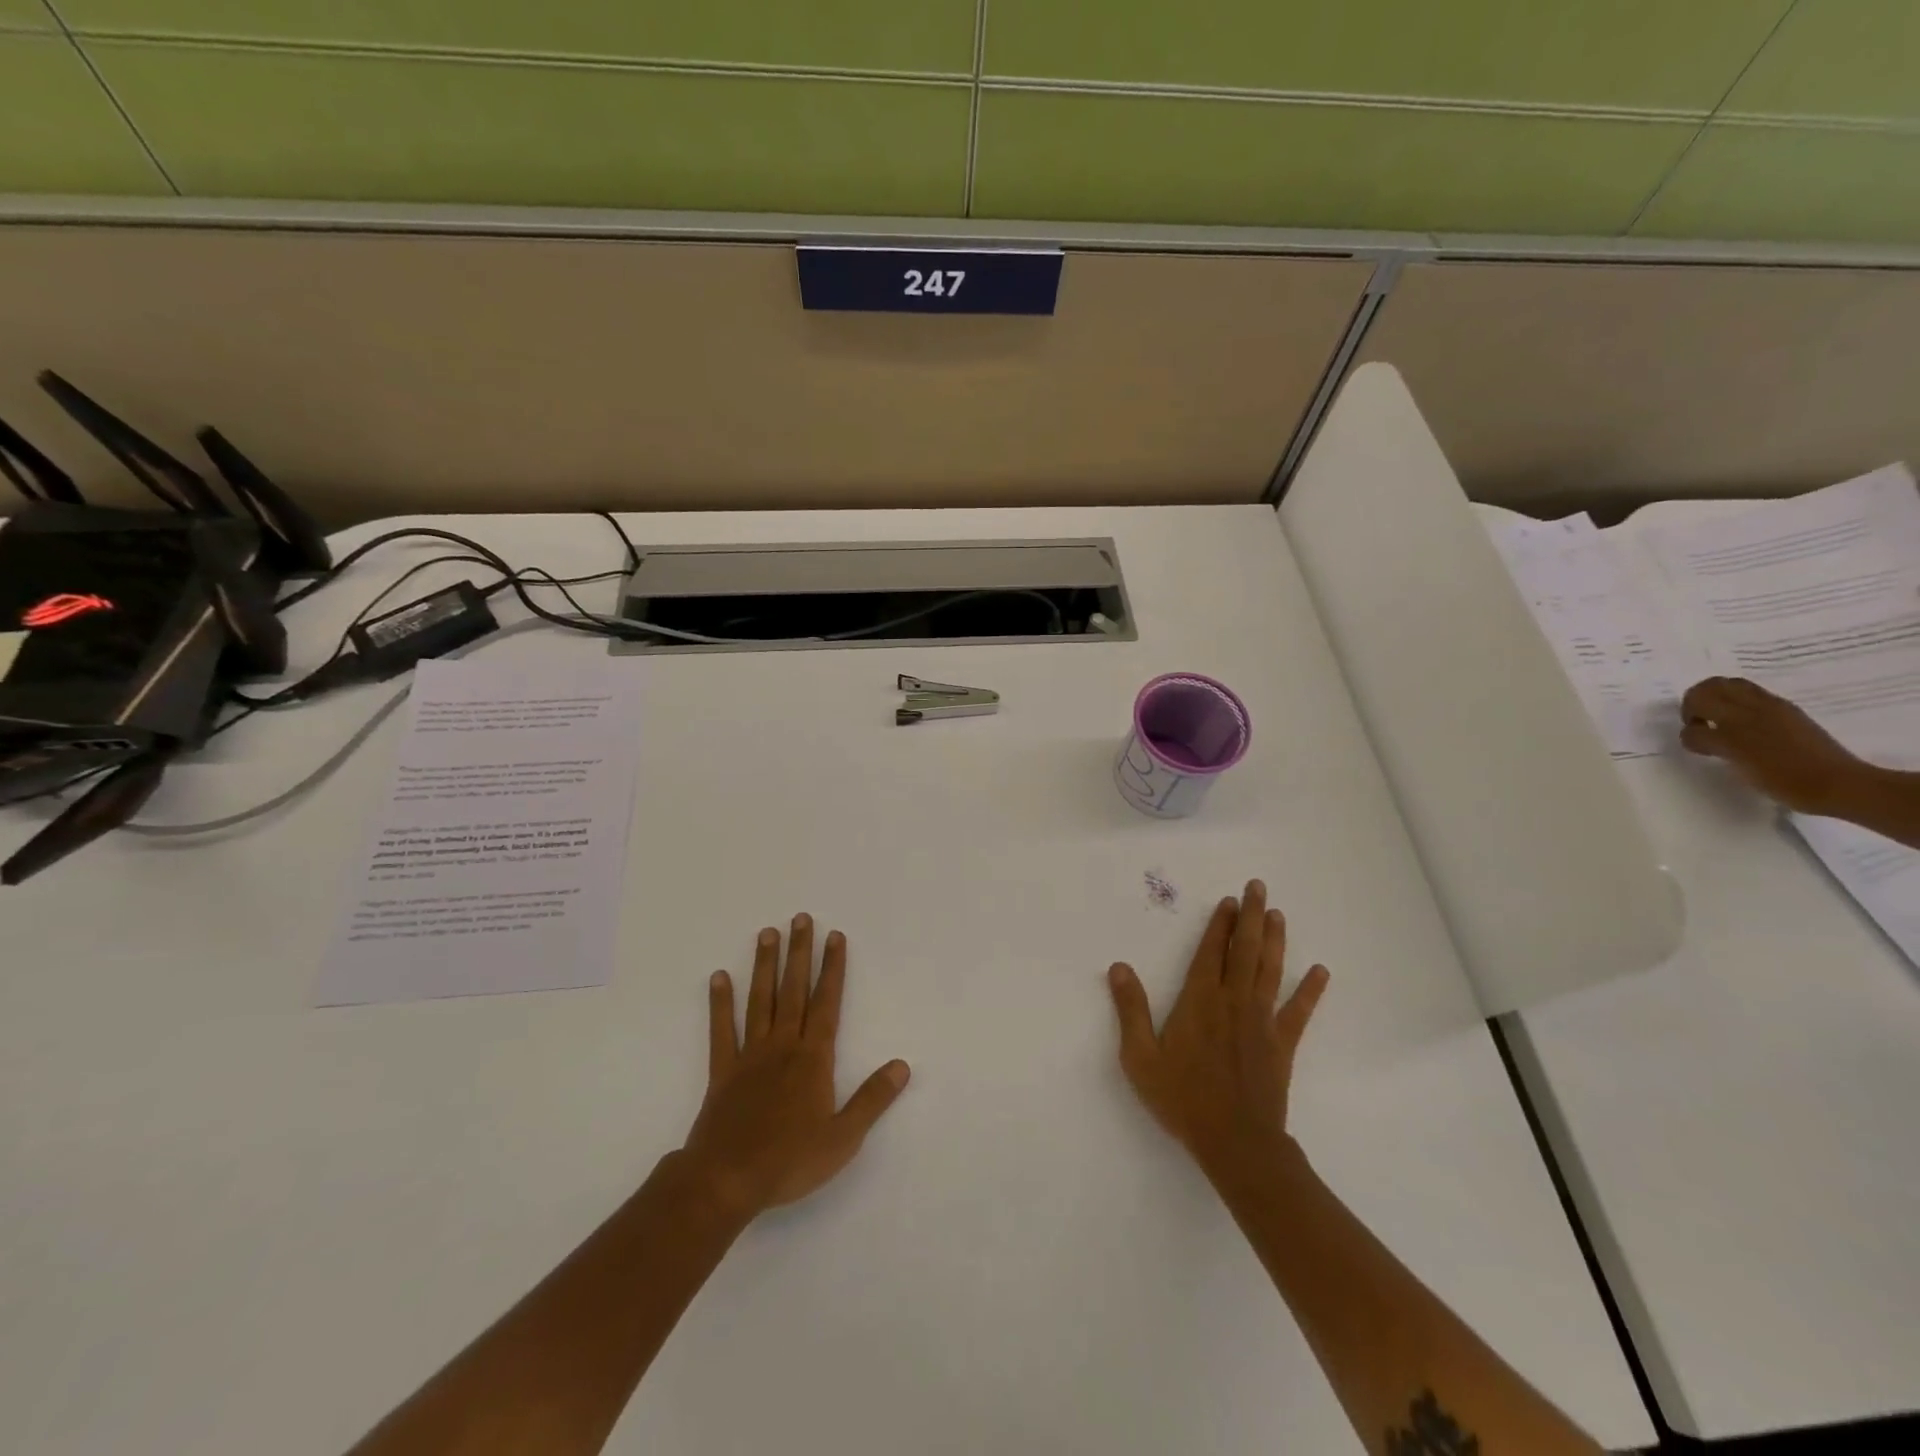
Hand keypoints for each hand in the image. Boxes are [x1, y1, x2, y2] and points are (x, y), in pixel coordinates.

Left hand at [682, 915, 909, 1218]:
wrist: (726, 1181)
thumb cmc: (789, 1161)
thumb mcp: (843, 1138)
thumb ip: (872, 1099)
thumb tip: (903, 1065)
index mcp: (813, 1059)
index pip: (827, 1002)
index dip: (833, 968)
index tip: (835, 937)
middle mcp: (783, 1046)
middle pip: (794, 990)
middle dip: (800, 953)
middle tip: (801, 918)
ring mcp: (749, 1055)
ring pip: (760, 1001)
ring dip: (765, 966)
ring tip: (767, 933)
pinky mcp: (722, 1071)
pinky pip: (721, 1030)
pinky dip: (719, 1003)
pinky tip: (718, 977)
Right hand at [1106, 879, 1328, 1184]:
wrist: (1235, 1142)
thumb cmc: (1182, 1098)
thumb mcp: (1140, 1057)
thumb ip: (1131, 1009)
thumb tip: (1119, 966)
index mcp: (1199, 1001)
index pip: (1210, 952)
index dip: (1219, 925)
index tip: (1229, 901)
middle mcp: (1233, 1001)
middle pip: (1244, 950)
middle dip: (1251, 917)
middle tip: (1258, 887)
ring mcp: (1261, 1022)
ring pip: (1270, 971)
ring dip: (1275, 940)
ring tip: (1278, 914)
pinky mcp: (1282, 1045)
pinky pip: (1299, 1011)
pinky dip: (1310, 990)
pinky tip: (1320, 971)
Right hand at [1680, 676, 1868, 813]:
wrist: (1838, 783)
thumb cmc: (1783, 781)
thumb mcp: (1737, 766)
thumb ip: (1712, 745)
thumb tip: (1698, 735)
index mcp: (1735, 724)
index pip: (1694, 714)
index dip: (1689, 730)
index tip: (1698, 744)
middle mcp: (1752, 708)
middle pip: (1710, 687)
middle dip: (1695, 702)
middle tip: (1700, 724)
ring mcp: (1773, 707)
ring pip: (1732, 686)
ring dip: (1717, 698)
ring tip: (1721, 720)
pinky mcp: (1788, 711)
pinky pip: (1753, 694)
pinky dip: (1739, 702)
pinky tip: (1746, 724)